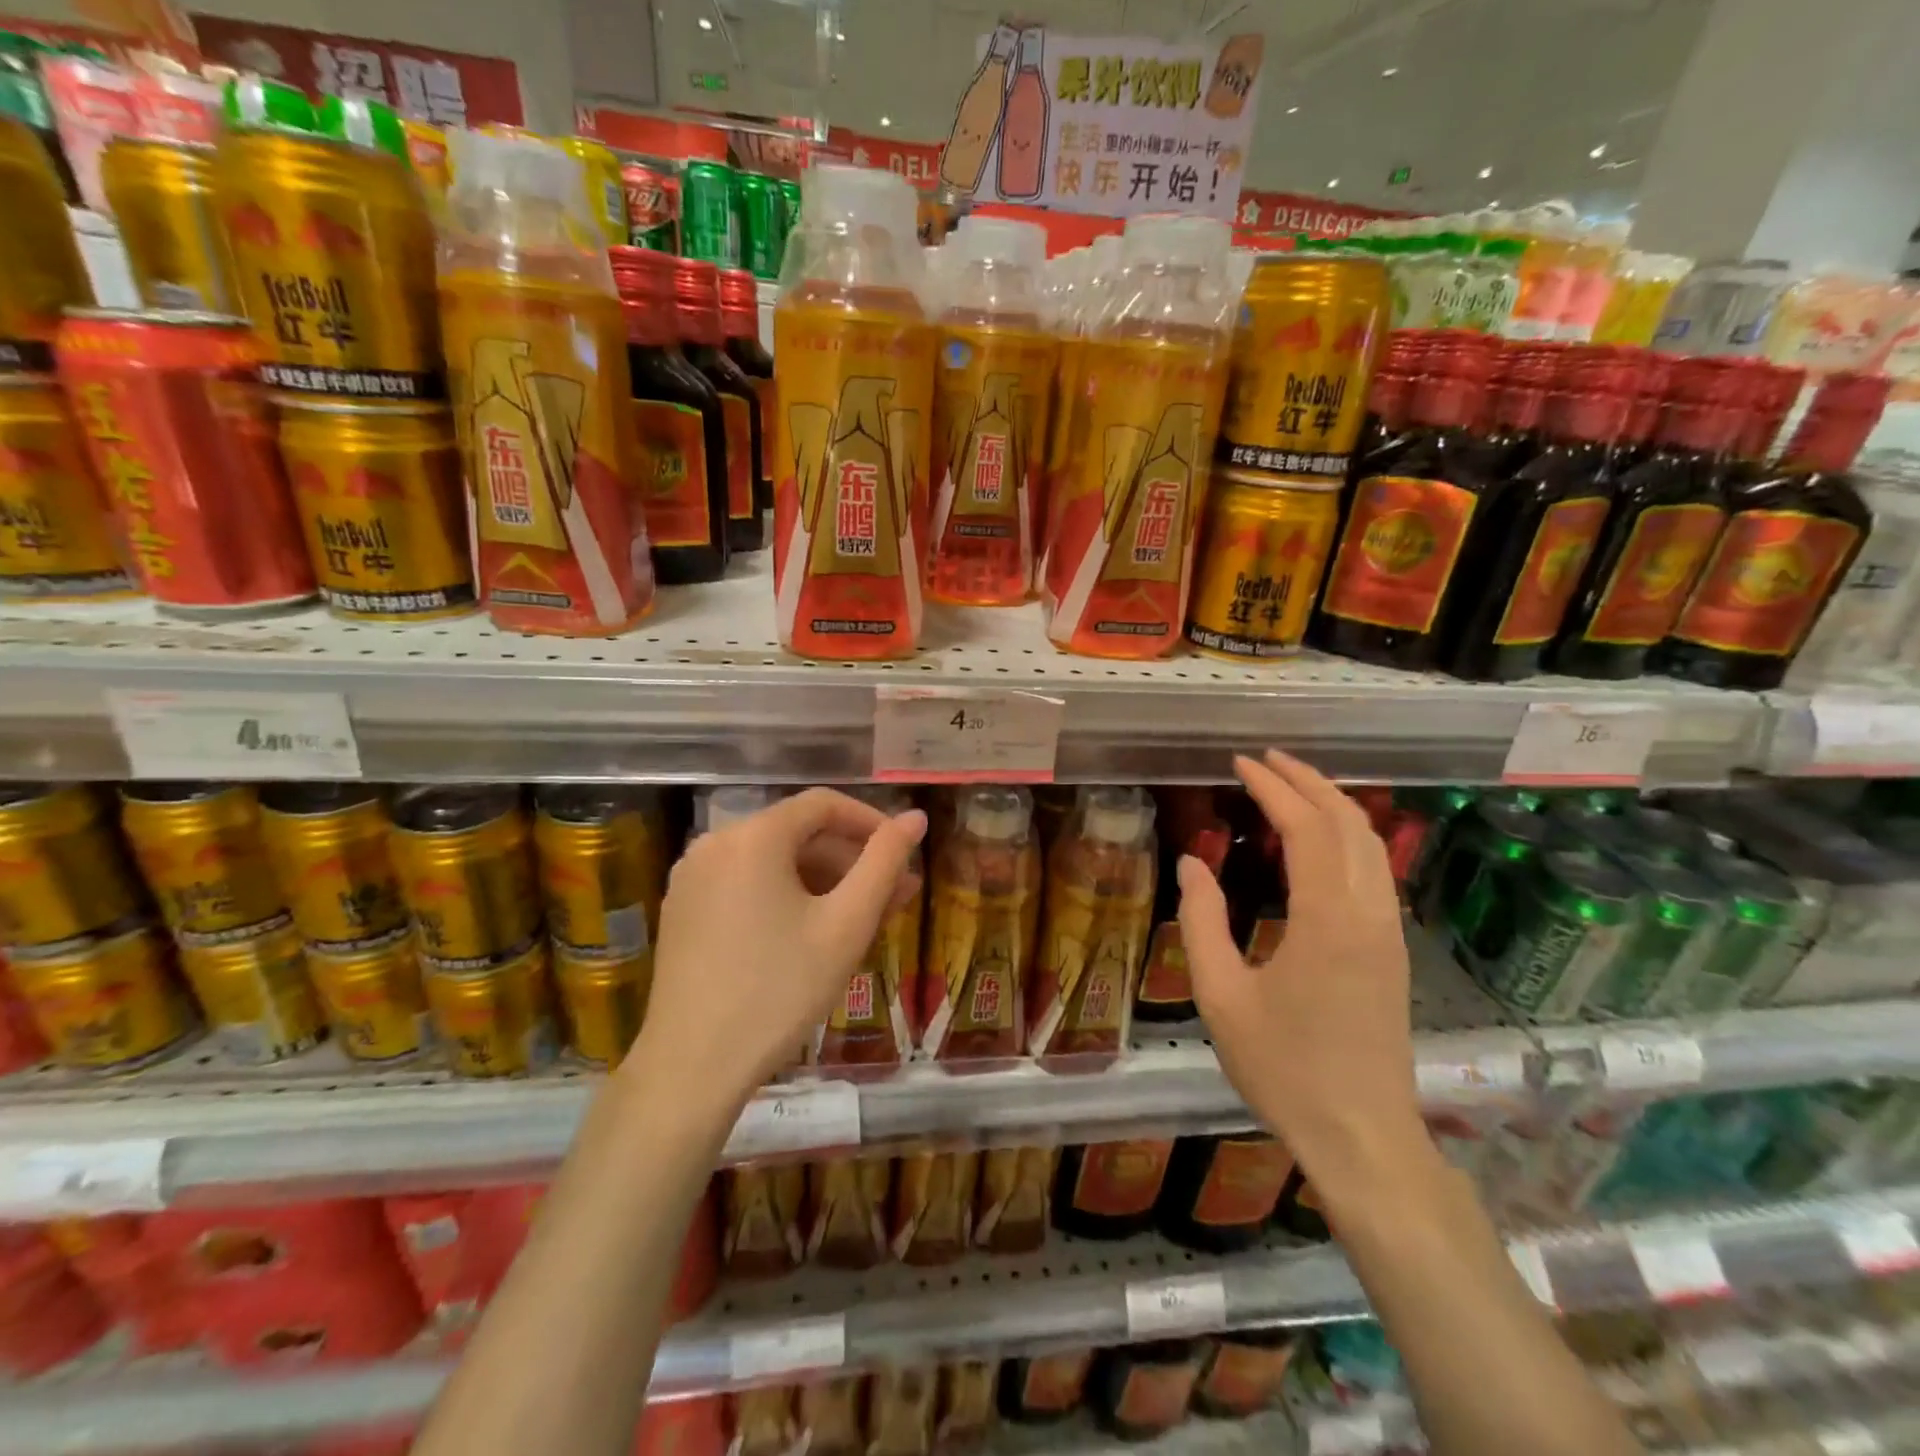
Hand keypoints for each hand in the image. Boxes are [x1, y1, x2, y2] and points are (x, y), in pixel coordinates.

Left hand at [630, 788, 926, 1117]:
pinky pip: (747, 885)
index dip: (872, 822)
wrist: (692, 1069)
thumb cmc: (780, 990)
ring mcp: (692, 877)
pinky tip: (815, 933)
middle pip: (798, 834)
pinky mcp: (683, 910)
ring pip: (774, 862)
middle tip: (896, 897)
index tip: (904, 854)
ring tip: (865, 920)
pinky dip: (787, 896)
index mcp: (753, 836)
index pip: (824, 804)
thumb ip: (885, 862)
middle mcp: (715, 843)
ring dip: (824, 882)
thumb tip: (916, 817)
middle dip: (852, 861)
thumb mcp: (846, 924)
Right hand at [1179, 750, 1425, 1181]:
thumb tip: (1192, 864)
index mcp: (1327, 920)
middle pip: (1348, 823)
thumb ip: (1201, 922)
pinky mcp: (1393, 951)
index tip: (1241, 763)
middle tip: (1265, 760)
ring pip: (1370, 844)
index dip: (1273, 788)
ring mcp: (1389, 932)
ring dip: (1332, 805)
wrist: (1363, 1138)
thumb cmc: (1284, 1069)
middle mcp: (1369, 914)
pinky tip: (1319, 841)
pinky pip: (1375, 870)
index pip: (1307, 828)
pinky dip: (1347, 836)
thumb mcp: (1221, 996)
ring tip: (1291, 786)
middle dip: (1308, 781)